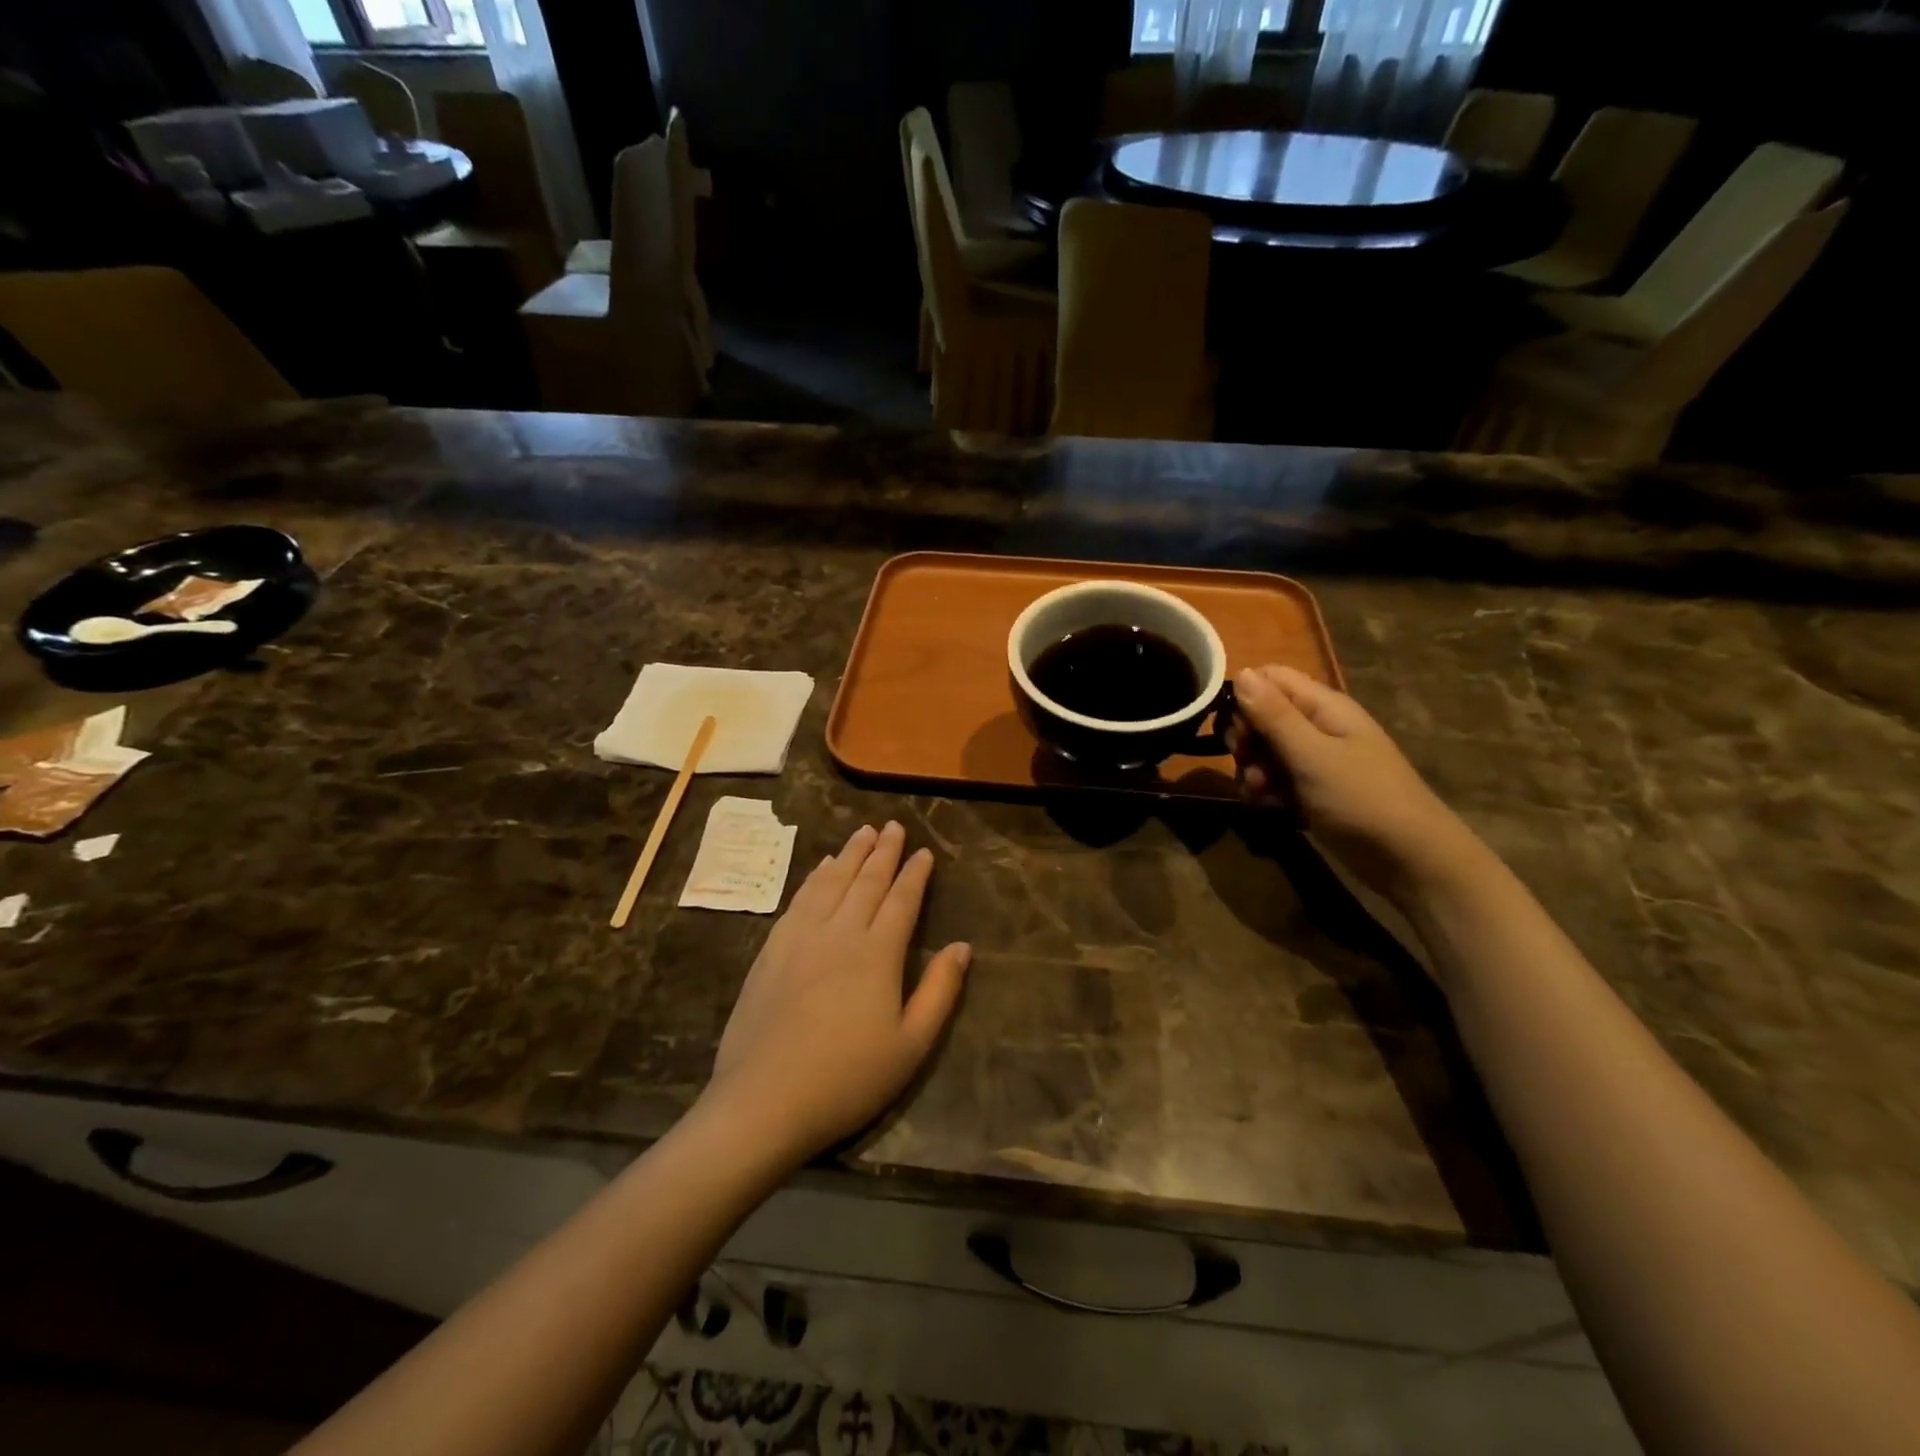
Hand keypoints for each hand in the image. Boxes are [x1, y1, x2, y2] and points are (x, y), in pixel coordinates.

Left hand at [705, 822, 970, 1164]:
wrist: (764, 1101)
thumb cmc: (847, 1078)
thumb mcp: (911, 1045)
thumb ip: (940, 991)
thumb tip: (961, 946)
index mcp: (878, 953)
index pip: (902, 900)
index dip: (915, 874)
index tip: (924, 851)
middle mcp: (840, 932)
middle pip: (866, 881)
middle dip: (883, 851)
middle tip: (893, 826)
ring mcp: (801, 937)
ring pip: (831, 882)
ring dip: (850, 854)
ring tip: (863, 832)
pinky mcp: (772, 950)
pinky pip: (799, 899)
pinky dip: (815, 877)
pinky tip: (822, 867)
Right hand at [1229, 665, 1474, 896]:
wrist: (1408, 859)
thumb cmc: (1362, 799)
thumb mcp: (1311, 755)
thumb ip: (1273, 715)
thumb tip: (1240, 672)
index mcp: (1323, 706)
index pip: (1269, 678)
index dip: (1244, 698)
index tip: (1238, 730)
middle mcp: (1317, 725)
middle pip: (1261, 715)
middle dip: (1245, 739)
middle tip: (1247, 763)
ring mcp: (1314, 759)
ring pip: (1263, 749)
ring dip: (1251, 769)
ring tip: (1258, 793)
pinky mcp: (1311, 789)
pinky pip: (1274, 778)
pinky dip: (1264, 790)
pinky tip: (1266, 806)